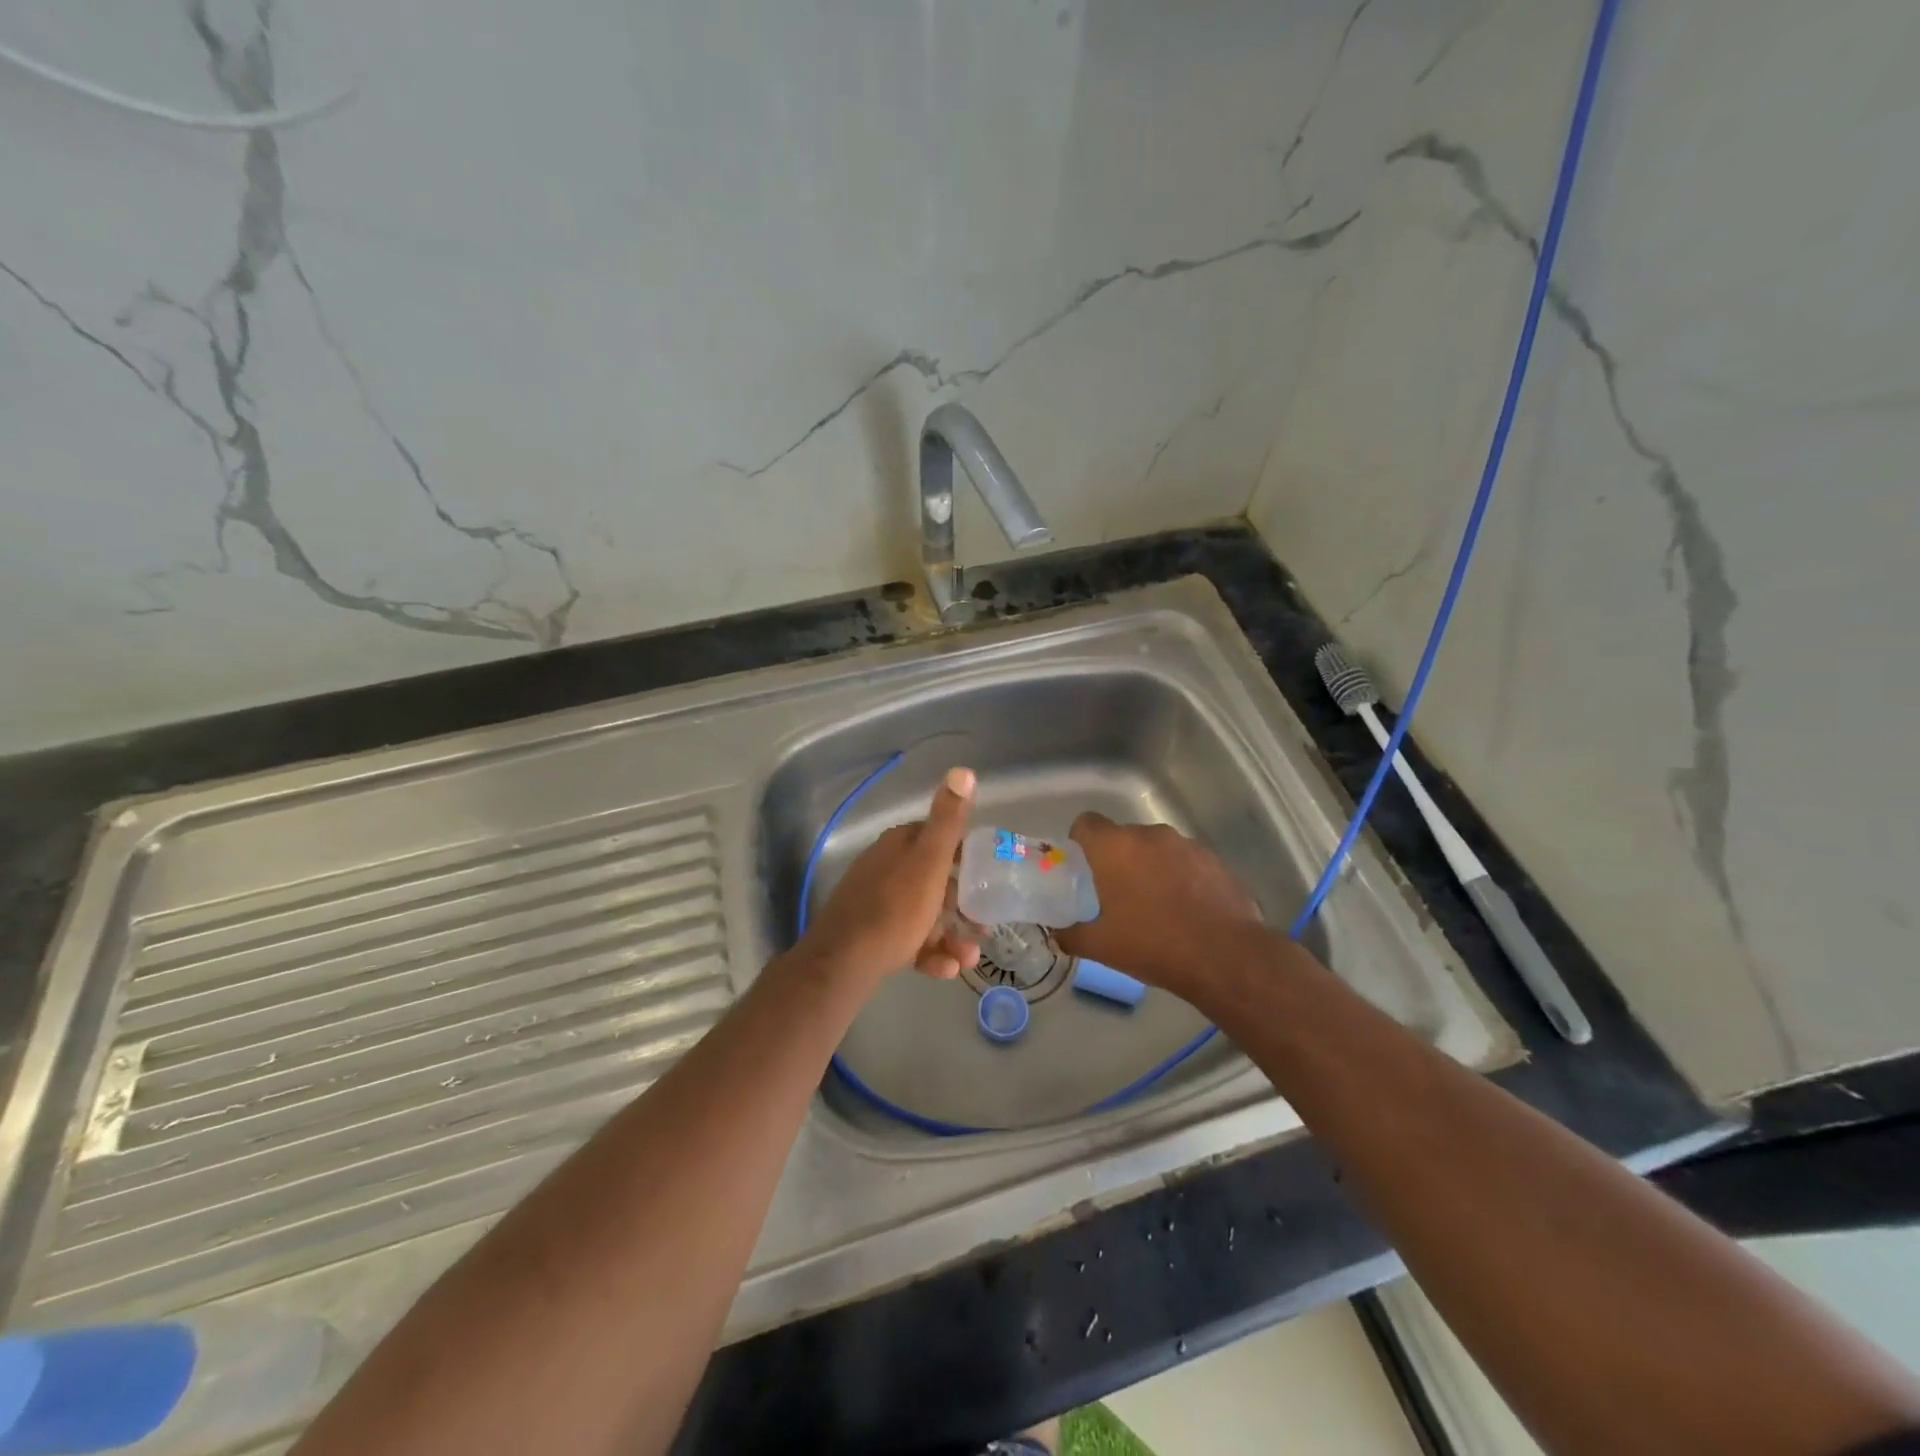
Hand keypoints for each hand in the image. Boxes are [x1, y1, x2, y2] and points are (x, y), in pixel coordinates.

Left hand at [798, 767, 981, 987]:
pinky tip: (947, 969)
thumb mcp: (929, 861)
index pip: (937, 838)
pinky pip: (909, 940)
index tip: (989, 874)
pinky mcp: (872, 936)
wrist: (844, 962)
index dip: (965, 854)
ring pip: (924, 914)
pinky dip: (930, 952)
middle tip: (984, 923)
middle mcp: (885, 868)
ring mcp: (876, 903)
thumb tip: (963, 770)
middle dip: (962, 903)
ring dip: (951, 934)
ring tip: (970, 956)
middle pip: (933, 880)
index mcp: (899, 845)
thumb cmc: (895, 908)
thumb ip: (948, 821)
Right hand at [1057, 812, 1260, 993]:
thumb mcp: (1101, 947)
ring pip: (1157, 849)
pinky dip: (1181, 878)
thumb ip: (1072, 936)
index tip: (1083, 868)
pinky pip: (1186, 862)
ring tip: (1156, 905)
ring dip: (1151, 867)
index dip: (1080, 841)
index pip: (1086, 823)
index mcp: (1115, 847)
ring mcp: (1186, 844)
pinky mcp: (1215, 860)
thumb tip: (1057, 935)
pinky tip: (1187, 910)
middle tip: (1117, 895)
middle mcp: (1149, 835)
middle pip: (1124, 837)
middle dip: (1118, 860)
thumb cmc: (1152, 944)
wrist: (1224, 956)